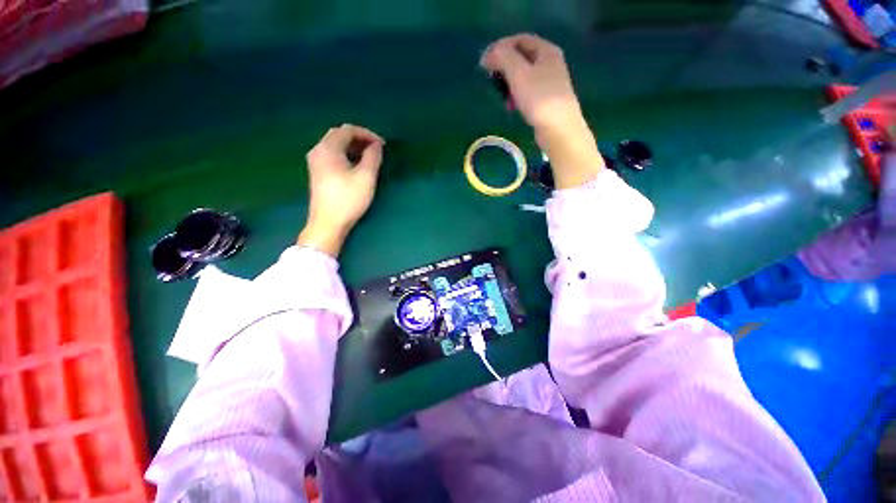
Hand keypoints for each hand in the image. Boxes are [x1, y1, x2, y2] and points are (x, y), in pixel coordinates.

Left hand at [298, 124, 384, 256]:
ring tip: (369, 157)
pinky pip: (332, 155)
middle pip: (339, 134)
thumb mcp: (366, 177)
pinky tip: (356, 165)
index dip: (367, 134)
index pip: (348, 130)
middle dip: (359, 138)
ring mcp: (315, 162)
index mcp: (328, 148)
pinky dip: (346, 154)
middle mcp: (318, 150)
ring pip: (335, 145)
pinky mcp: (317, 172)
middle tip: (376, 149)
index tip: (382, 145)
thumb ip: (373, 157)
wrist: (328, 223)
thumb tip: (376, 145)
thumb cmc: (348, 199)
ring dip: (353, 147)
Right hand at [480, 33, 580, 130]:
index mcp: (546, 50)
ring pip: (522, 76)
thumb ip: (503, 58)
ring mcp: (549, 81)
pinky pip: (526, 90)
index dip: (499, 48)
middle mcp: (549, 62)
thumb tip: (489, 54)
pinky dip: (516, 95)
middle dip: (504, 68)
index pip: (518, 39)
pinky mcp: (546, 99)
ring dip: (509, 84)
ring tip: (502, 98)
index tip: (484, 63)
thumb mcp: (519, 73)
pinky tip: (512, 107)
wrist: (558, 128)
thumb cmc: (539, 98)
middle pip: (520, 57)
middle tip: (492, 81)